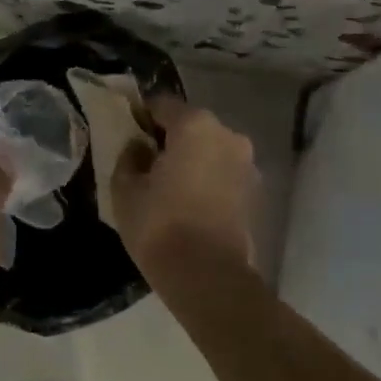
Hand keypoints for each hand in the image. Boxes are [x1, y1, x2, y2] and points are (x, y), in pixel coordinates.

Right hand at [111, 96, 256, 278]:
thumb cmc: (159, 225)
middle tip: (148, 165)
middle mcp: (228, 135)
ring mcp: (247, 165)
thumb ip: (129, 157)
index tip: (128, 135)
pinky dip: (208, 181)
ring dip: (192, 161)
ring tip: (170, 188)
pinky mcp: (255, 193)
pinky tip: (189, 204)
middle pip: (191, 127)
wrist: (207, 276)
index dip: (142, 117)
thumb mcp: (125, 189)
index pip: (162, 105)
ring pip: (210, 151)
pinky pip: (223, 175)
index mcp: (195, 125)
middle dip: (170, 140)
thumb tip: (139, 148)